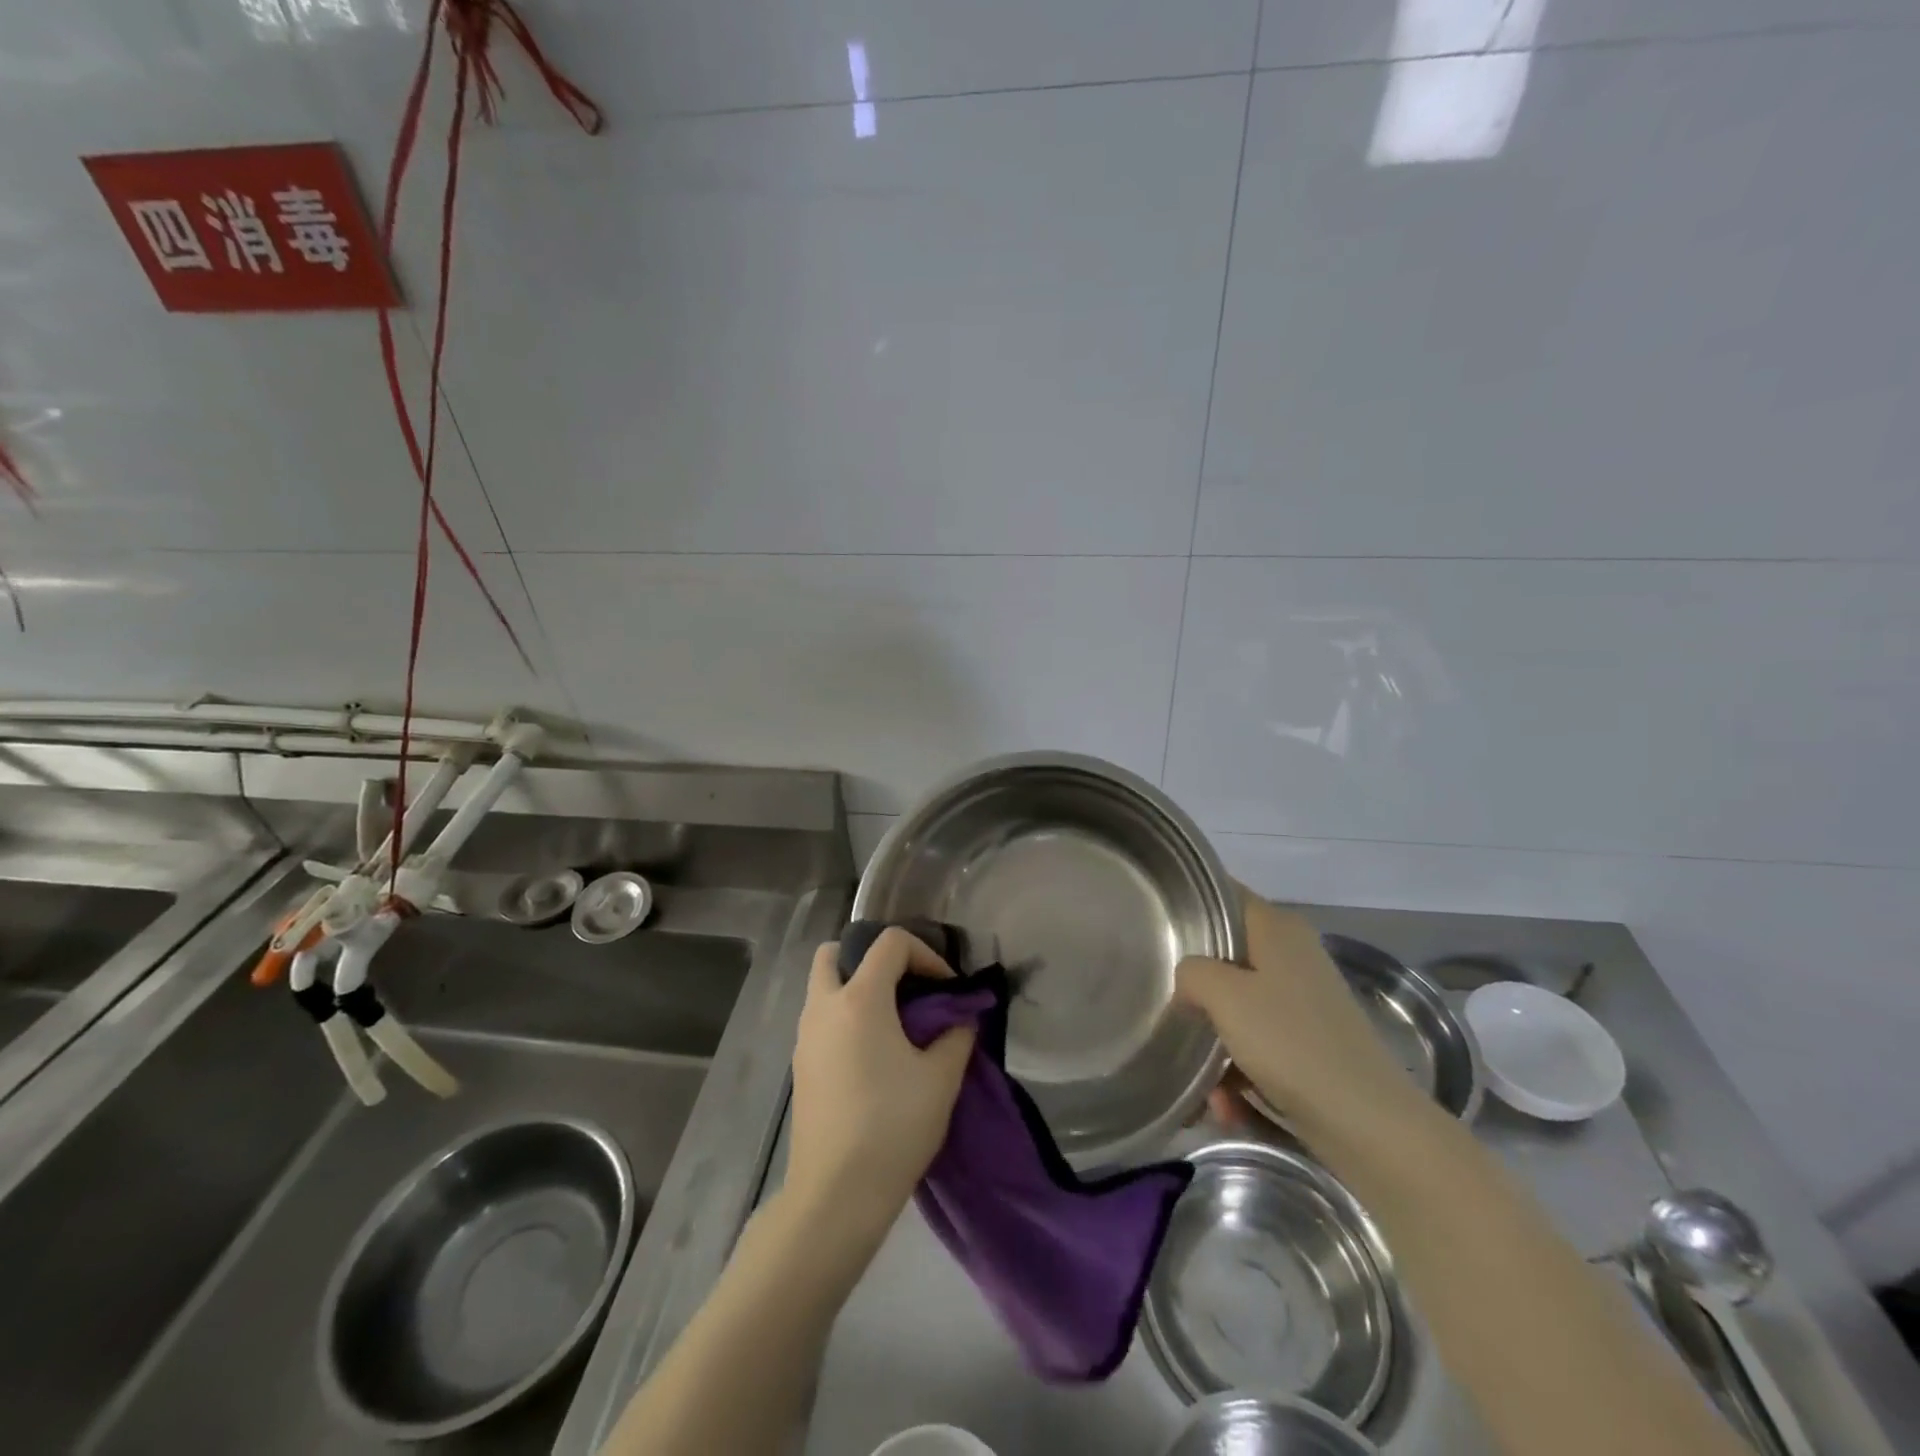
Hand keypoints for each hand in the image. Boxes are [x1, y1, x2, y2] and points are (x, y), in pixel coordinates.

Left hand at [786, 927, 975, 1240]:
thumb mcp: (941, 1079)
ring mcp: (805, 1037)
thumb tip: (959, 1019)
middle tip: (903, 987)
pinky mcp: (800, 1066)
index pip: (890, 943)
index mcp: (860, 999)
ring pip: (824, 987)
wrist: (835, 1195)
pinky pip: (821, 1019)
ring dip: (855, 988)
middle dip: (870, 958)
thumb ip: (956, 1036)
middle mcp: (825, 1007)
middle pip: (834, 953)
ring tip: (893, 1022)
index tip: (946, 988)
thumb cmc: (893, 1127)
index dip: (925, 954)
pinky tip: (873, 1055)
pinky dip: (845, 1017)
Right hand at [1176, 890, 1425, 1142]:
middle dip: (1195, 990)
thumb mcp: (1225, 996)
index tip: (1156, 928)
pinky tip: (1226, 1106)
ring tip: (1201, 1085)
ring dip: (1215, 1045)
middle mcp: (1293, 956)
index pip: (1224, 896)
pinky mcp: (1310, 1044)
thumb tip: (1188, 978)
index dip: (1190, 907)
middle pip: (1226, 957)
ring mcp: (1304, 1002)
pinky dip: (1240, 1072)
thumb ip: (1192, 971)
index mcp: (1278, 929)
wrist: (1368, 1123)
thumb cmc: (1290, 1042)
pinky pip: (1258, 1046)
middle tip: (1169, 1007)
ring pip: (1238, 1008)